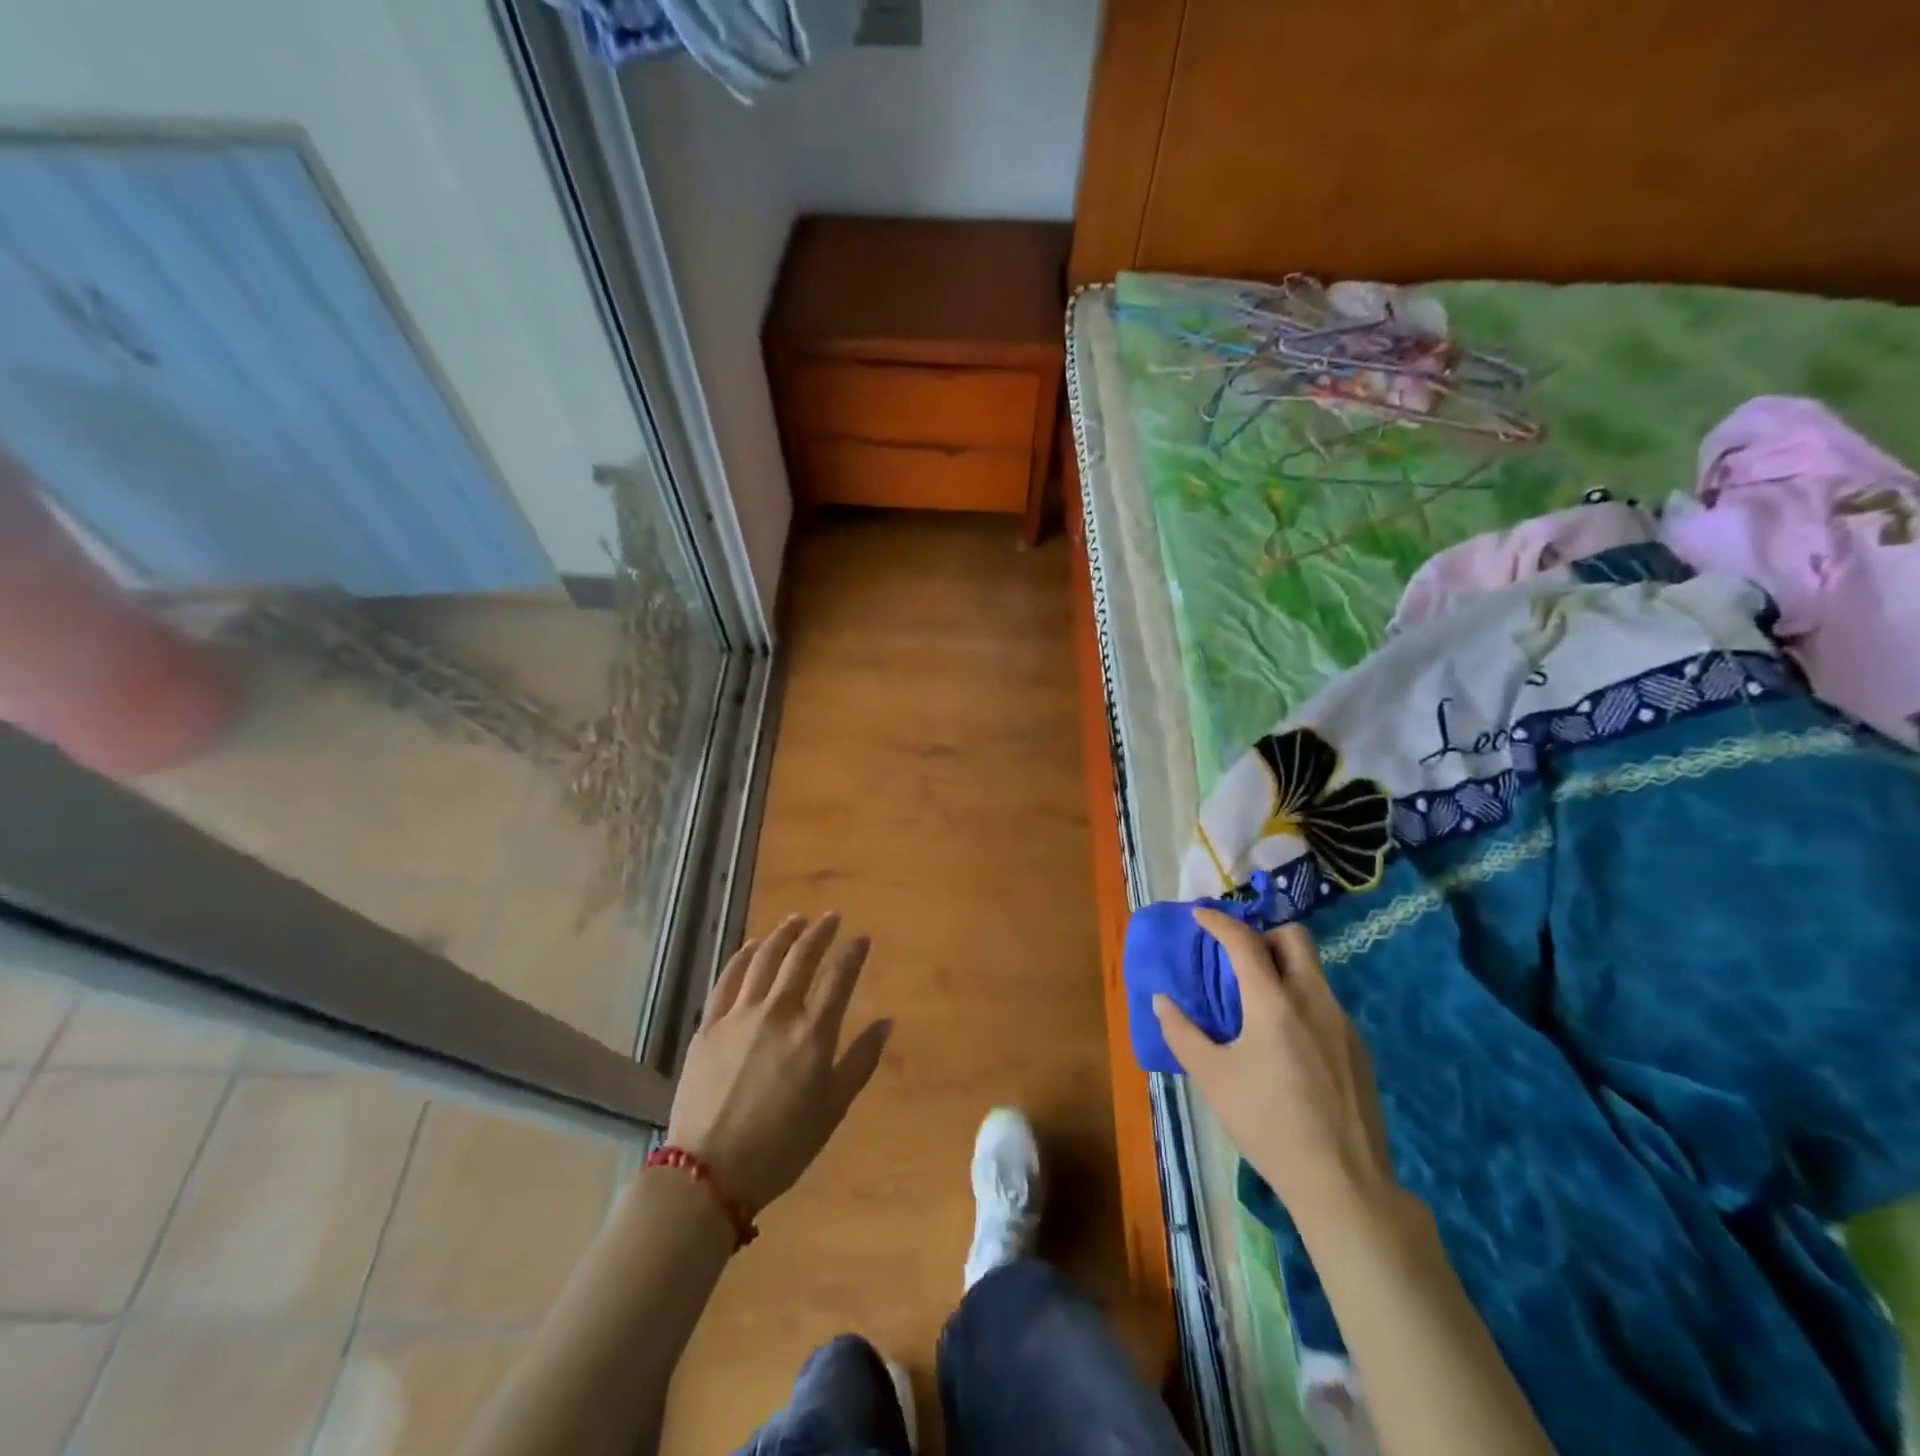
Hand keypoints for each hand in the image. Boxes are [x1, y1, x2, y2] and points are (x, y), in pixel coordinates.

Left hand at [666, 913, 890, 1214]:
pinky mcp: (709, 1025)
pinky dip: (743, 956)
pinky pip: (728, 979)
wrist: (708, 1173)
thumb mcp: (833, 1110)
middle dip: (819, 932)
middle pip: (801, 958)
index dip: (853, 952)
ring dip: (782, 935)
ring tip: (796, 920)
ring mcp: (739, 1015)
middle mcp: (777, 1013)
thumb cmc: (781, 1147)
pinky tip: (751, 946)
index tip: (861, 937)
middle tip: (830, 918)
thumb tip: (886, 1022)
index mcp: (812, 1035)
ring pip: (764, 959)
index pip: (839, 978)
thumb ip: (861, 1061)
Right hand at [1154, 910, 1399, 1234]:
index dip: (1219, 922)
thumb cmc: (1268, 1125)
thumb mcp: (1213, 1078)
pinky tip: (1286, 1039)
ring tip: (1257, 998)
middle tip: (1238, 955)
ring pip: (1313, 969)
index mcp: (1274, 1003)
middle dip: (1263, 934)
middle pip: (1295, 937)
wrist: (1344, 1184)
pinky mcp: (1359, 1048)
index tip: (1200, 916)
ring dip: (1283, 966)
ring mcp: (1343, 1023)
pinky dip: (1300, 997)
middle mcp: (1314, 1000)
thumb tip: (1161, 1001)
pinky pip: (1325, 1001)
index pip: (1245, 941)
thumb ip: (1182, 1033)